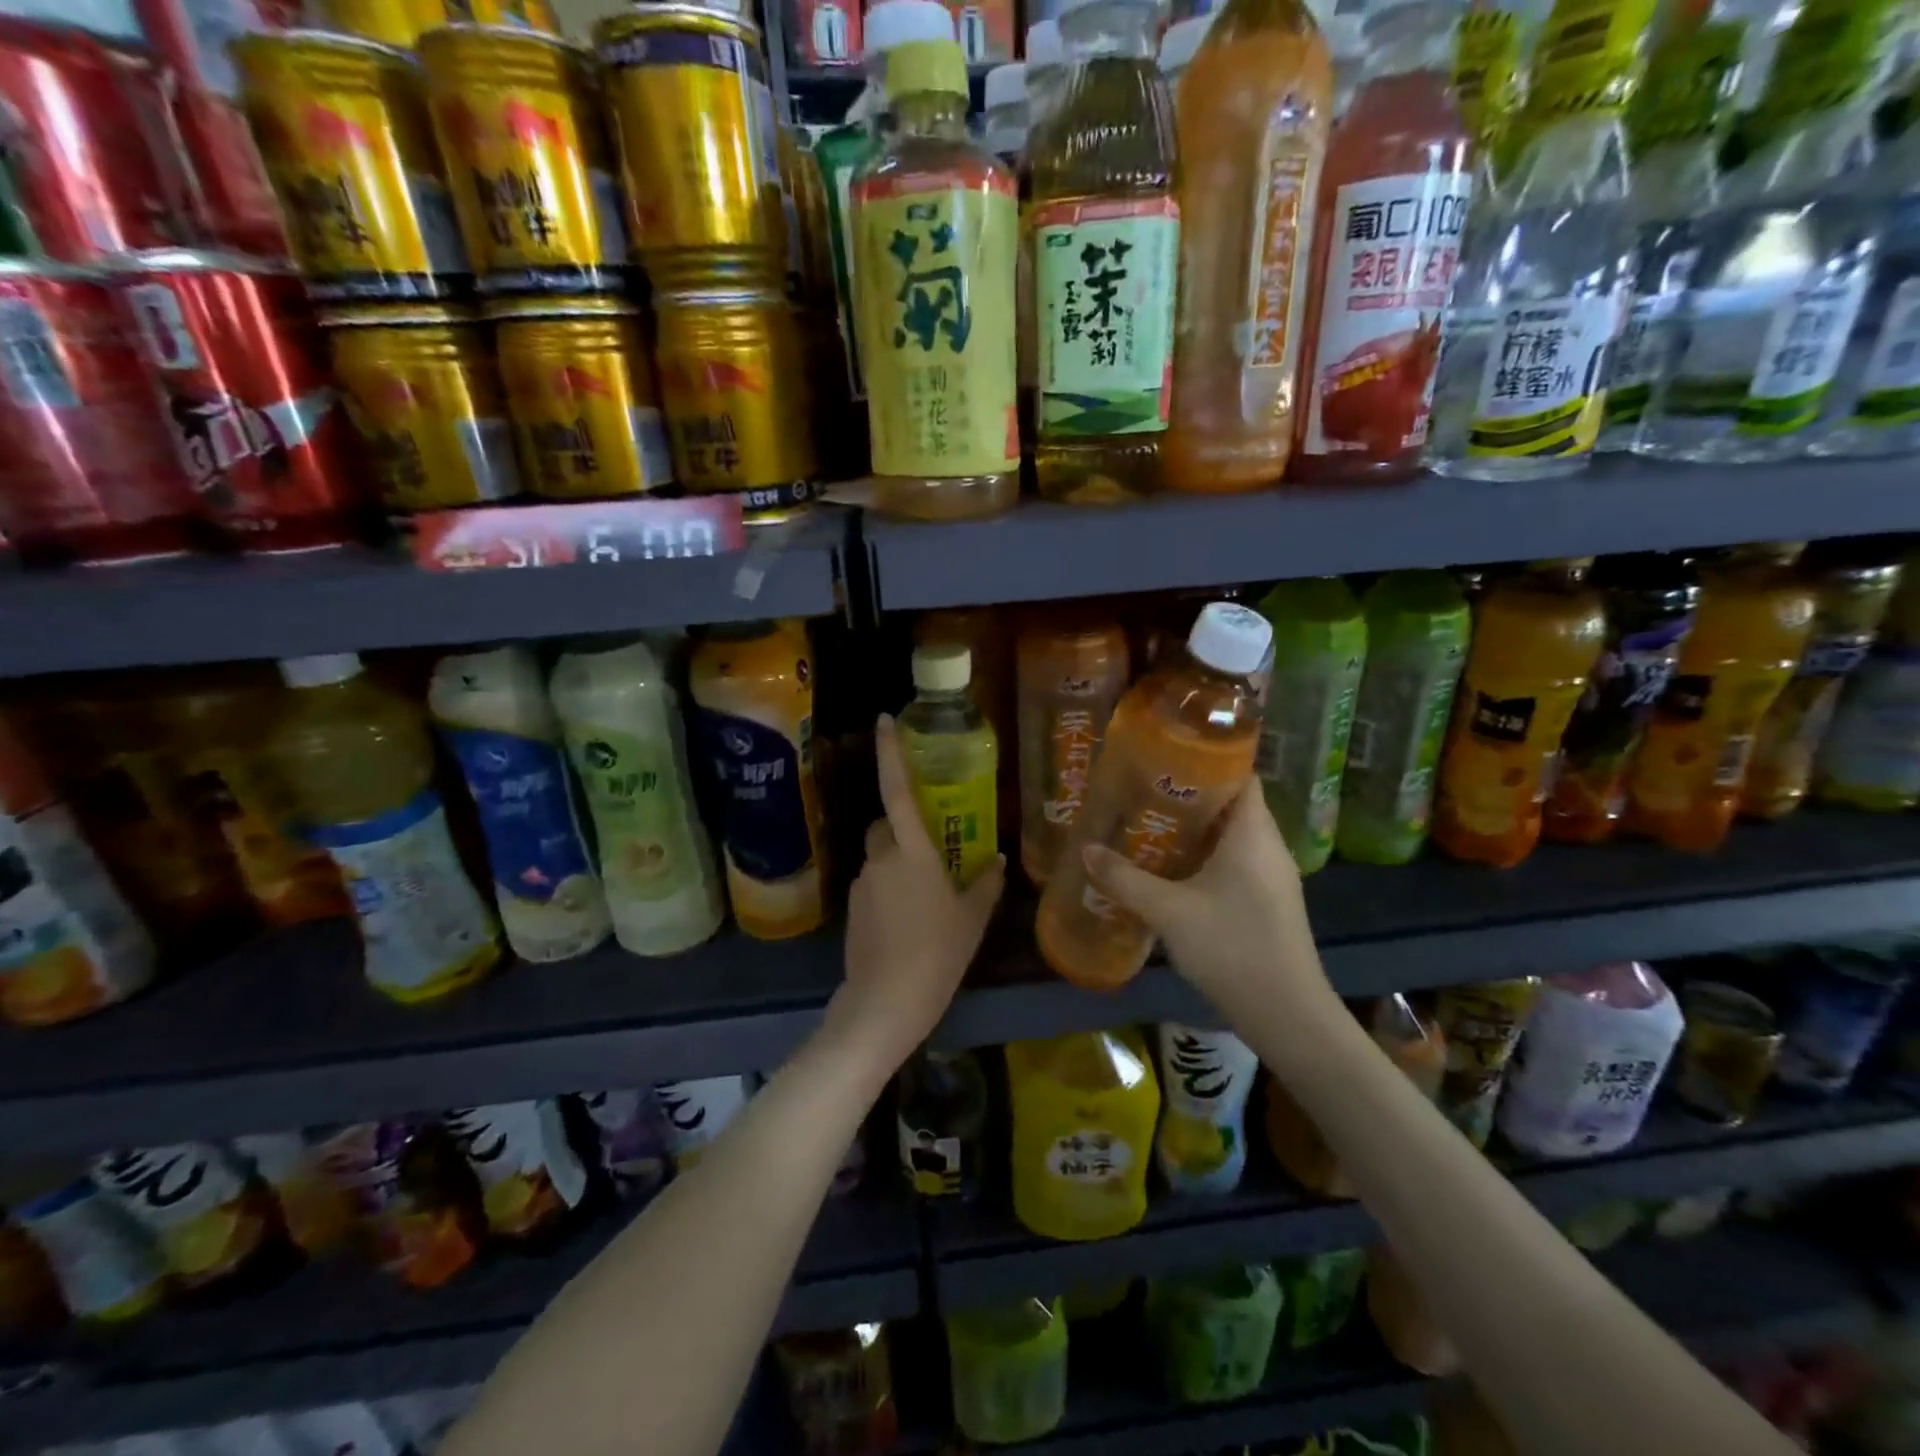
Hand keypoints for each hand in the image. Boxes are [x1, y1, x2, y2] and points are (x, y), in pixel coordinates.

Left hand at [825, 715, 1004, 1074]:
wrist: (885, 1003)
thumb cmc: (938, 954)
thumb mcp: (972, 919)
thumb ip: (984, 884)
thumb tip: (994, 860)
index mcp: (913, 852)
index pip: (897, 791)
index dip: (890, 754)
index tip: (883, 720)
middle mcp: (881, 859)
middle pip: (886, 826)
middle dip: (902, 828)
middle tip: (932, 853)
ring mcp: (863, 884)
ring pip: (879, 857)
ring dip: (897, 863)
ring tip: (925, 900)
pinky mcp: (852, 909)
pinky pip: (873, 884)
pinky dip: (888, 889)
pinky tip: (907, 922)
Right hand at [1080, 780, 1337, 1027]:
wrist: (1287, 1015)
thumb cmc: (1231, 947)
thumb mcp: (1168, 911)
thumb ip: (1124, 879)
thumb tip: (1086, 850)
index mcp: (1253, 832)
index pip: (1239, 774)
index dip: (1205, 760)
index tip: (1163, 759)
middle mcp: (1268, 845)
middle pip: (1230, 804)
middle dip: (1188, 797)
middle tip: (1142, 792)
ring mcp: (1272, 876)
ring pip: (1231, 836)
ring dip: (1194, 831)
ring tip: (1148, 826)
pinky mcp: (1268, 901)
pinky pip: (1235, 862)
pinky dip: (1205, 858)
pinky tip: (1172, 872)